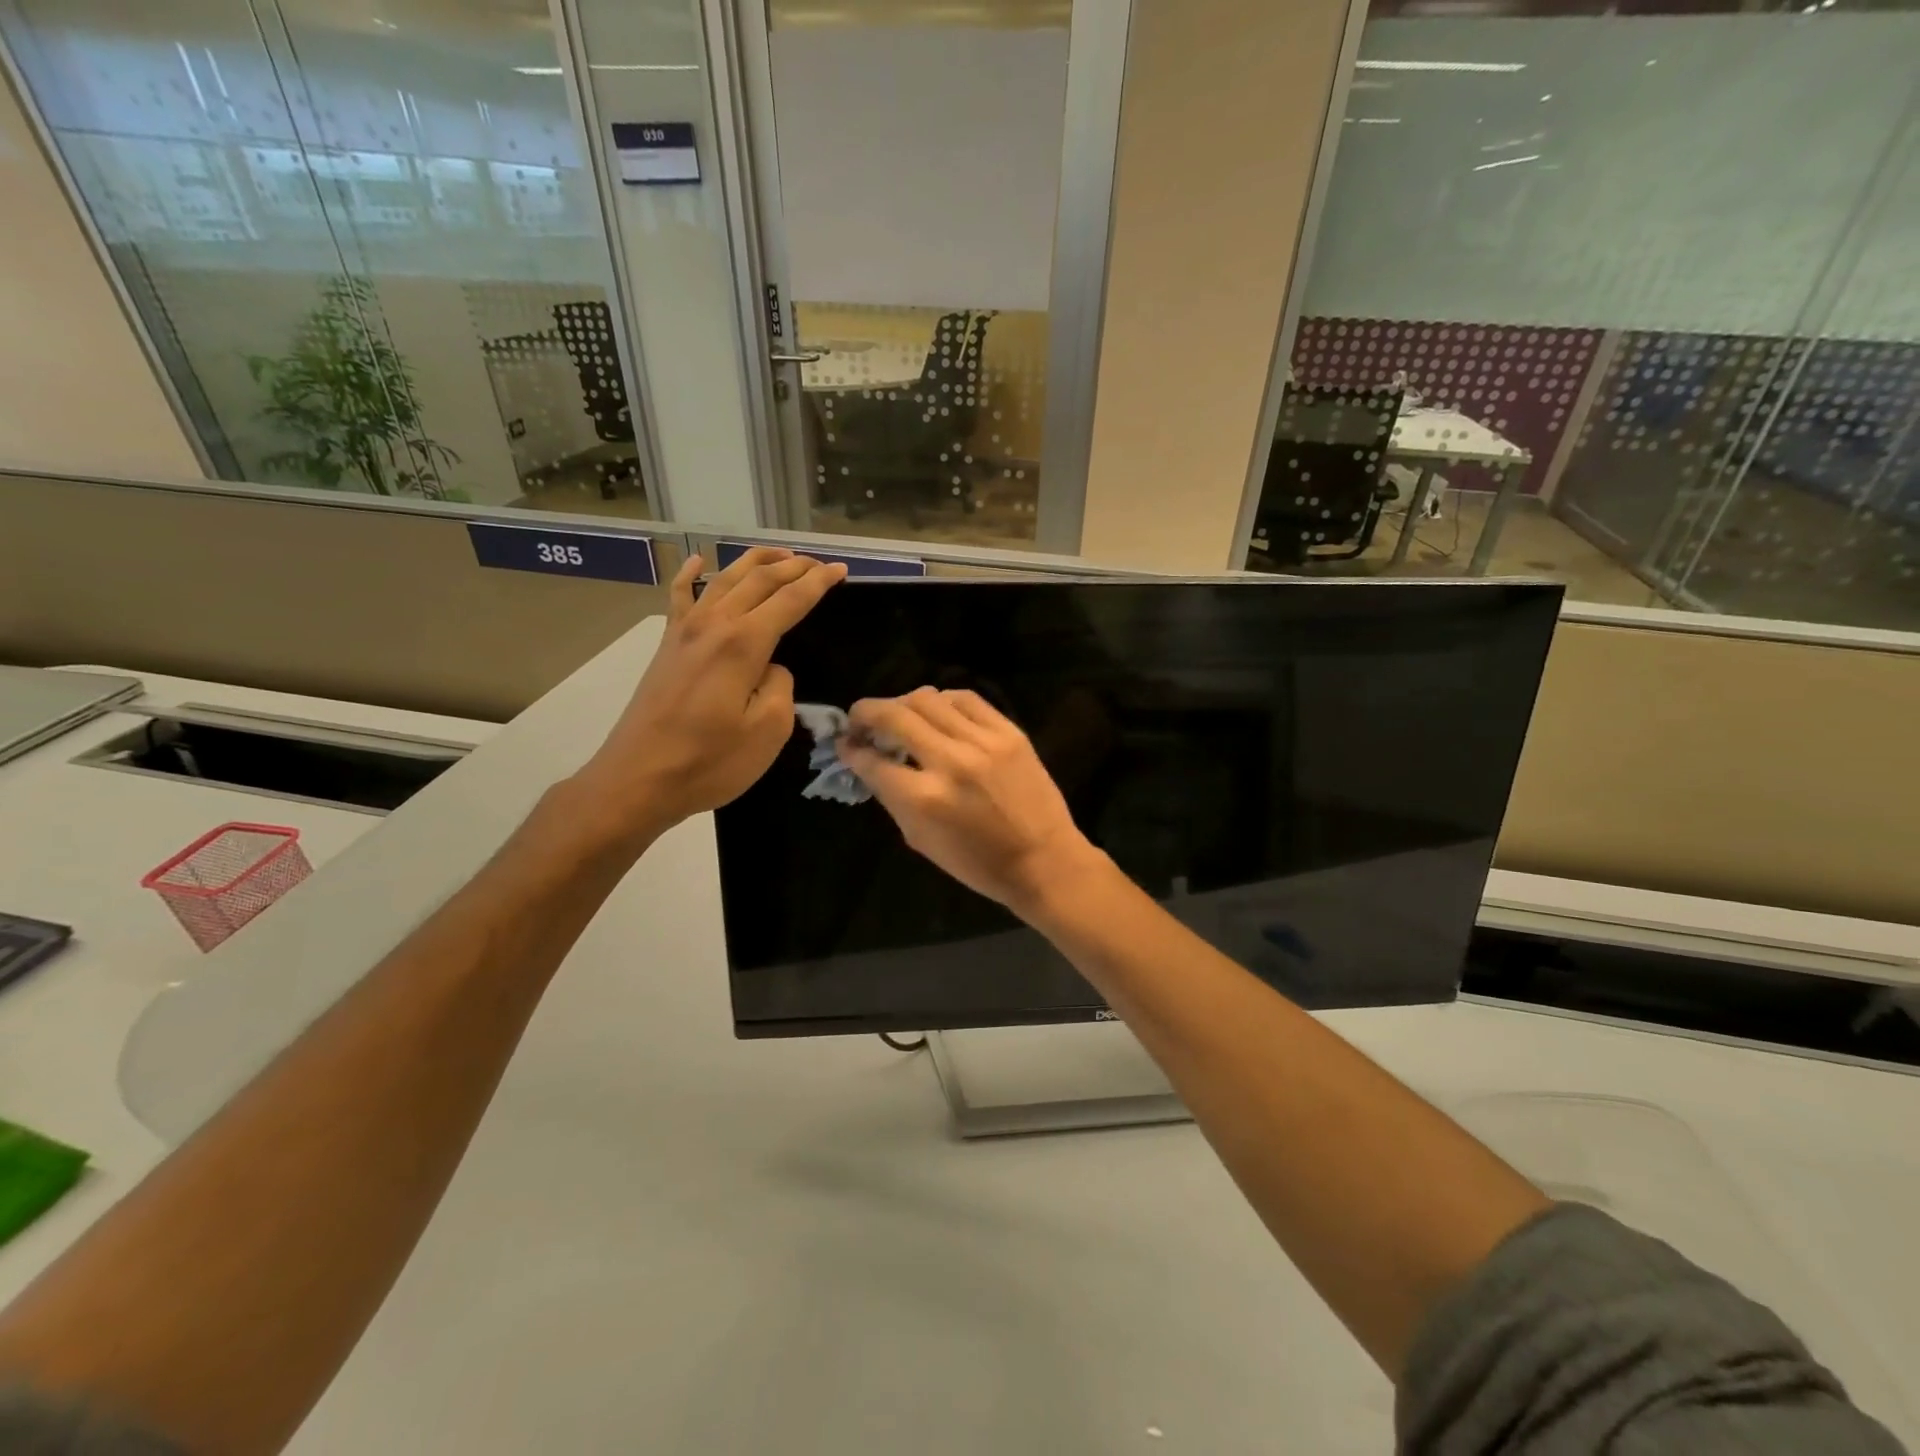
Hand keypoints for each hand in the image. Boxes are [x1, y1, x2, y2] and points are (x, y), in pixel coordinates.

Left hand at [576, 547, 845, 837]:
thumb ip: (780, 687)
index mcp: (743, 643)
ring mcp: (685, 631)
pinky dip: (691, 574)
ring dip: (755, 562)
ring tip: (780, 554)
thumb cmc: (709, 762)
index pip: (790, 600)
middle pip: (758, 580)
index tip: (841, 571)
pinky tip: (698, 561)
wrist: (638, 779)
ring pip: (724, 579)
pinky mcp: (667, 645)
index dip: (818, 583)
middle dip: (793, 567)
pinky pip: (680, 597)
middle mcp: (714, 624)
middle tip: (820, 564)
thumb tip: (771, 667)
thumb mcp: (768, 732)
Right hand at [839, 688, 1104, 915]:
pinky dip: (943, 701)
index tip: (845, 744)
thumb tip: (868, 761)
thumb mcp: (920, 839)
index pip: (872, 760)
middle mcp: (949, 762)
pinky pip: (966, 699)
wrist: (1043, 860)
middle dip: (866, 713)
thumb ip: (891, 796)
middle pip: (894, 716)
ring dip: (903, 703)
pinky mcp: (1009, 732)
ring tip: (900, 715)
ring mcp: (983, 742)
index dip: (850, 749)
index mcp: (923, 799)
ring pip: (927, 698)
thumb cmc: (977, 863)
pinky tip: (938, 712)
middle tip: (860, 719)